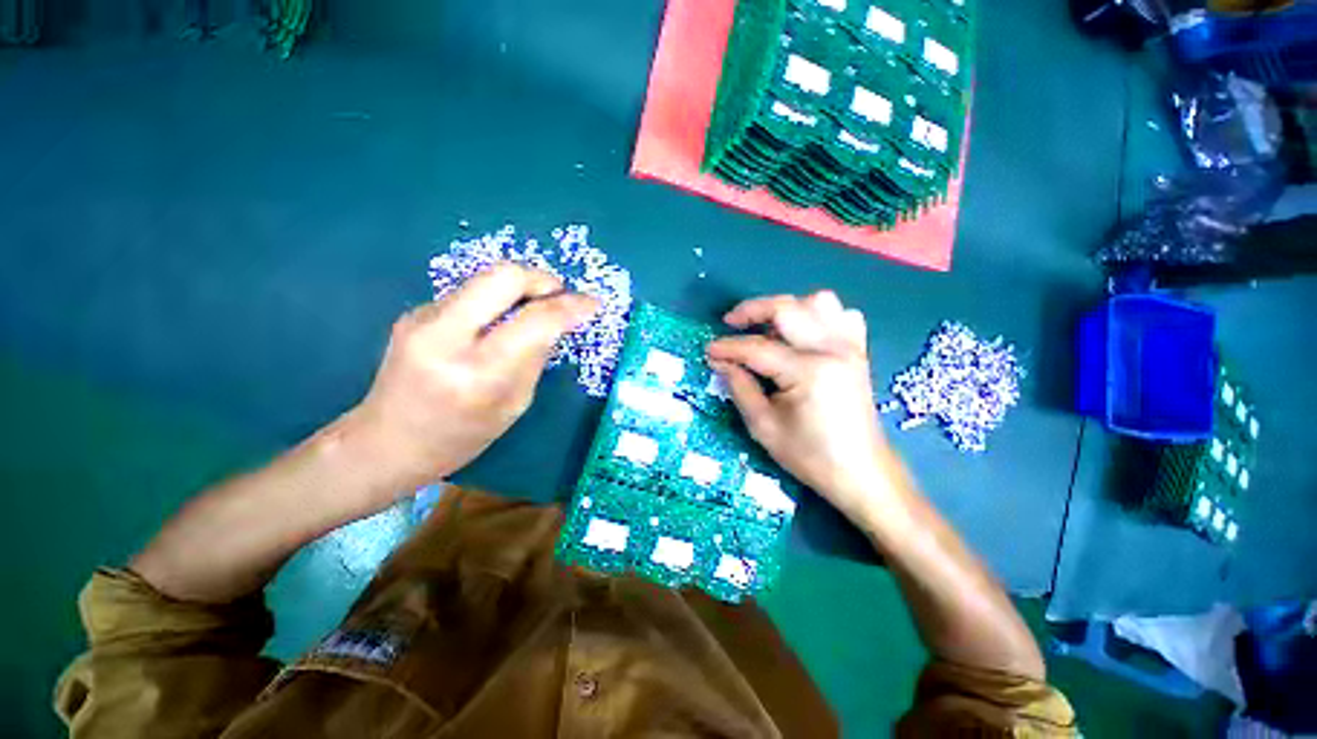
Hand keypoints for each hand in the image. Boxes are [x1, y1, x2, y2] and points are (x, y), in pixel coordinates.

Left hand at [348, 263, 597, 491]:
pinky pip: (468, 294)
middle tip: (559, 295)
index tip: (592, 303)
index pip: (536, 320)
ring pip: (485, 280)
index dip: (571, 306)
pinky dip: (493, 302)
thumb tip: (556, 323)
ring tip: (530, 312)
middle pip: (504, 276)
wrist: (386, 443)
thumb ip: (535, 358)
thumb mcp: (514, 405)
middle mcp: (446, 337)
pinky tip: (495, 324)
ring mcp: (422, 319)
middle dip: (542, 279)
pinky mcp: (413, 313)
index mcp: (479, 372)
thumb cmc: (461, 437)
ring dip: (518, 290)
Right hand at [706, 291, 894, 524]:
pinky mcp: (858, 351)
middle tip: (731, 323)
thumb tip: (720, 361)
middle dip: (752, 310)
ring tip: (769, 328)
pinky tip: (804, 334)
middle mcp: (832, 349)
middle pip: (787, 308)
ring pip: (818, 302)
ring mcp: (849, 347)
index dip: (728, 347)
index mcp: (808, 372)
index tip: (709, 351)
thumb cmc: (810, 456)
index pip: (757, 348)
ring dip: (788, 308)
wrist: (862, 472)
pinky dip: (818, 316)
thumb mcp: (764, 426)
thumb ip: (740, 387)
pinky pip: (842, 315)